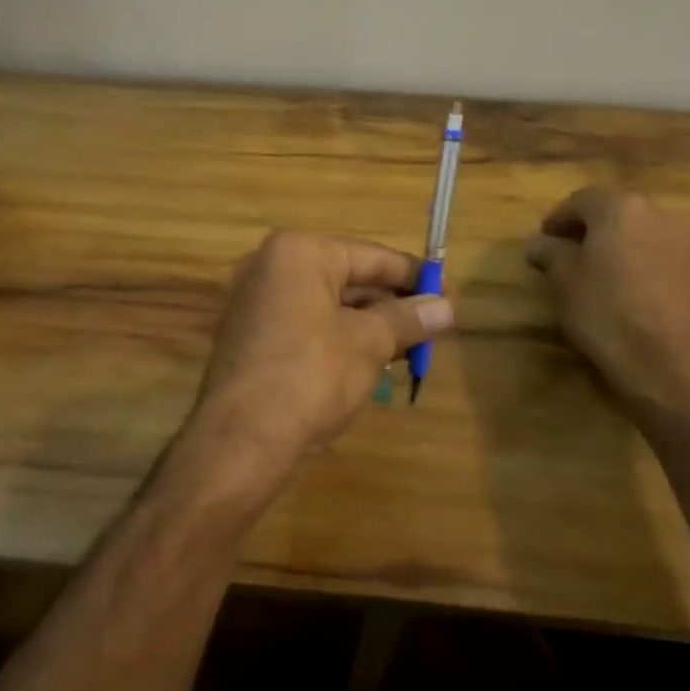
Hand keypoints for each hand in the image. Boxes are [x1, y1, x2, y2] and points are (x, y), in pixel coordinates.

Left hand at [185, 230, 454, 484]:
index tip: (448, 293)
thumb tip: (446, 307)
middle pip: (346, 277)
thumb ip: (407, 319)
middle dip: (390, 303)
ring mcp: (255, 299)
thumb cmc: (310, 375)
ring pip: (327, 302)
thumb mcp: (368, 343)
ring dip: (367, 323)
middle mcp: (270, 265)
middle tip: (433, 325)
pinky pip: (305, 322)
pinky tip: (370, 360)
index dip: (413, 276)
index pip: (370, 255)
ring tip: (410, 347)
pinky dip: (338, 336)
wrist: (241, 438)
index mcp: (298, 252)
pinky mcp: (250, 333)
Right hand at [525, 188, 689, 438]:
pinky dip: (637, 259)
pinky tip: (623, 285)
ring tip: (594, 271)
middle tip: (565, 253)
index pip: (580, 201)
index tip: (543, 240)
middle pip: (613, 211)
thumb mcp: (563, 279)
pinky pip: (657, 251)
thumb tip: (539, 243)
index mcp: (621, 207)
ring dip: (615, 244)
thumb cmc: (605, 311)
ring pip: (638, 231)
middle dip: (588, 229)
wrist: (669, 364)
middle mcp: (657, 212)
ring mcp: (684, 240)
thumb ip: (549, 251)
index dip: (557, 219)